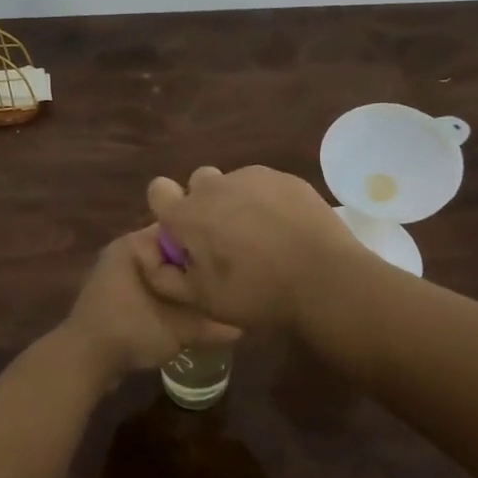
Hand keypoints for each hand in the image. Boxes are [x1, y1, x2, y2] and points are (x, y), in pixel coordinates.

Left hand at [60, 226, 241, 380]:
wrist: (83, 360)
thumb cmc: (130, 329)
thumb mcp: (178, 328)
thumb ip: (210, 324)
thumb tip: (242, 326)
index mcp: (135, 244)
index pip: (178, 228)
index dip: (205, 241)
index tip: (230, 256)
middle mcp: (124, 252)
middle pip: (170, 252)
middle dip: (194, 267)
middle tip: (226, 279)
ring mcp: (116, 275)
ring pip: (158, 273)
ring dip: (180, 285)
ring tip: (211, 296)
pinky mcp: (114, 297)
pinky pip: (147, 289)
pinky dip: (165, 298)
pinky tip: (186, 312)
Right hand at [137, 165, 354, 330]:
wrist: (326, 281)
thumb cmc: (257, 294)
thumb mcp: (202, 300)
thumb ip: (166, 277)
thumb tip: (151, 257)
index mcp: (188, 215)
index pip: (158, 191)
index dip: (167, 211)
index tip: (185, 235)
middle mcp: (215, 187)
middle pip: (198, 185)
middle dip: (204, 206)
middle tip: (225, 241)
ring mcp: (252, 177)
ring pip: (232, 184)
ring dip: (236, 204)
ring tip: (262, 238)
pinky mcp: (285, 178)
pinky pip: (263, 185)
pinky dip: (266, 202)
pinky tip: (285, 229)